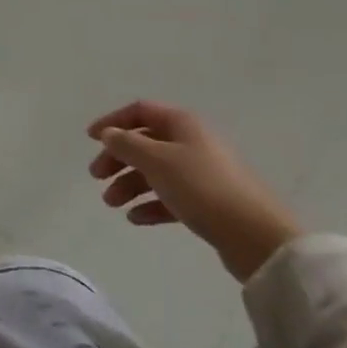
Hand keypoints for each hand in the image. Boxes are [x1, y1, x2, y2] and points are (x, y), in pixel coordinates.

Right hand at [86, 101, 302, 282]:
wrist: (256, 236)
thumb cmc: (202, 188)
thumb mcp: (157, 161)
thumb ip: (127, 144)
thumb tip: (109, 134)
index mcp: (182, 124)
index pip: (140, 111)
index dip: (113, 121)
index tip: (90, 139)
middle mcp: (192, 142)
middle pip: (145, 142)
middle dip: (118, 158)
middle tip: (97, 177)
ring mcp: (202, 173)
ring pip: (156, 172)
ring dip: (130, 184)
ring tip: (112, 204)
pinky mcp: (208, 203)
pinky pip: (171, 197)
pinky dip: (151, 204)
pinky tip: (136, 218)